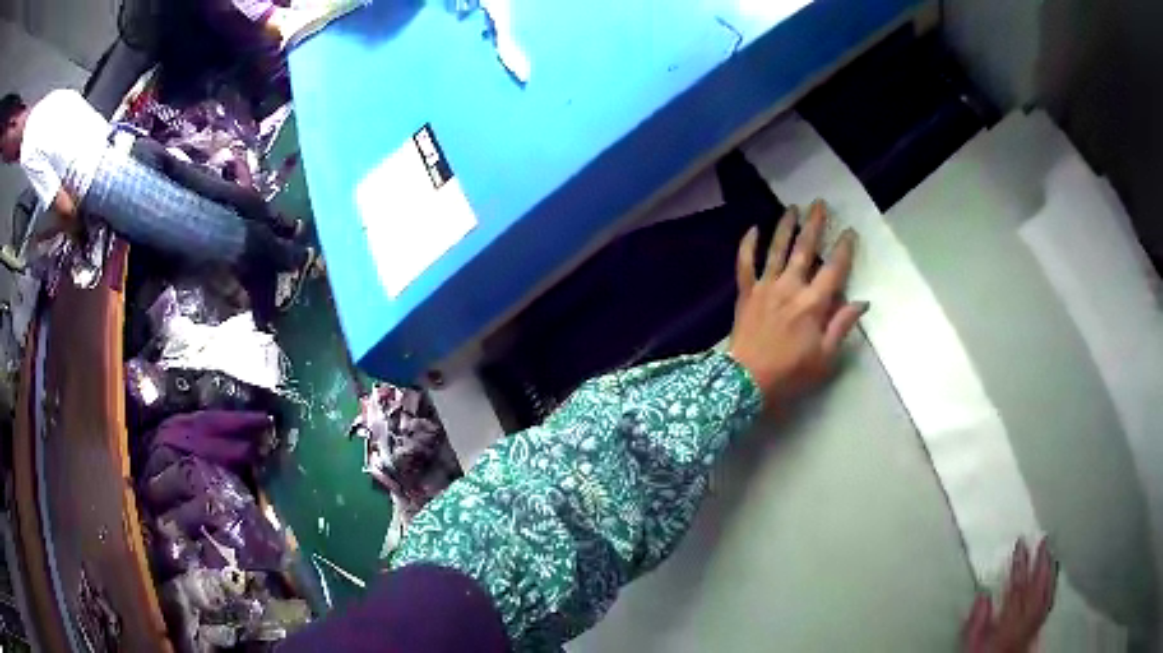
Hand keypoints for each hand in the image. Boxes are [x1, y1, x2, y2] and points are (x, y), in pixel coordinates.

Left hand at [728, 200, 866, 406]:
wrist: (747, 381)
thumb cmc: (790, 373)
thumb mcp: (825, 357)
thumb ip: (842, 325)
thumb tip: (863, 302)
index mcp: (813, 303)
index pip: (834, 269)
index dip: (844, 249)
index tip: (849, 231)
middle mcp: (791, 287)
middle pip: (805, 249)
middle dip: (814, 224)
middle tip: (819, 203)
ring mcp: (766, 287)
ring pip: (777, 249)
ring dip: (785, 226)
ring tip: (792, 208)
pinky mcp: (746, 293)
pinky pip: (745, 263)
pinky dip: (748, 245)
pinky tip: (753, 228)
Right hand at [963, 538, 1057, 652]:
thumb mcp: (974, 644)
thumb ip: (977, 622)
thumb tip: (982, 596)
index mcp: (1009, 621)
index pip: (1017, 585)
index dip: (1020, 562)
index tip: (1021, 542)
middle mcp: (1025, 618)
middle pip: (1035, 585)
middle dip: (1038, 561)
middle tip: (1042, 538)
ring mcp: (1034, 622)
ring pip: (1045, 591)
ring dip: (1048, 569)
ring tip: (1050, 551)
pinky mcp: (1037, 626)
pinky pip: (1048, 602)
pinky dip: (1052, 585)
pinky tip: (1053, 575)